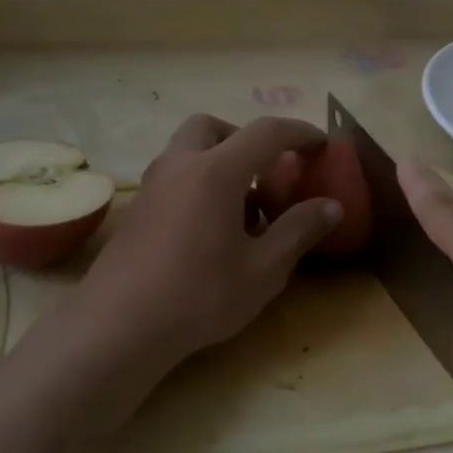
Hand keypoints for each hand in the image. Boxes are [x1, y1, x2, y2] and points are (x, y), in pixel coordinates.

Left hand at [72, 115, 343, 364]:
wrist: (120, 325)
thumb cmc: (200, 295)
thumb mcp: (264, 269)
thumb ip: (299, 230)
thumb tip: (332, 206)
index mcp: (216, 171)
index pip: (266, 132)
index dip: (299, 133)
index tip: (322, 145)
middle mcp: (180, 165)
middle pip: (213, 127)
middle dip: (246, 139)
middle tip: (267, 172)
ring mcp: (152, 186)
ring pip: (188, 151)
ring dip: (220, 161)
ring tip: (242, 208)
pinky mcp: (138, 210)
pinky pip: (174, 176)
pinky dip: (199, 183)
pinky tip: (210, 231)